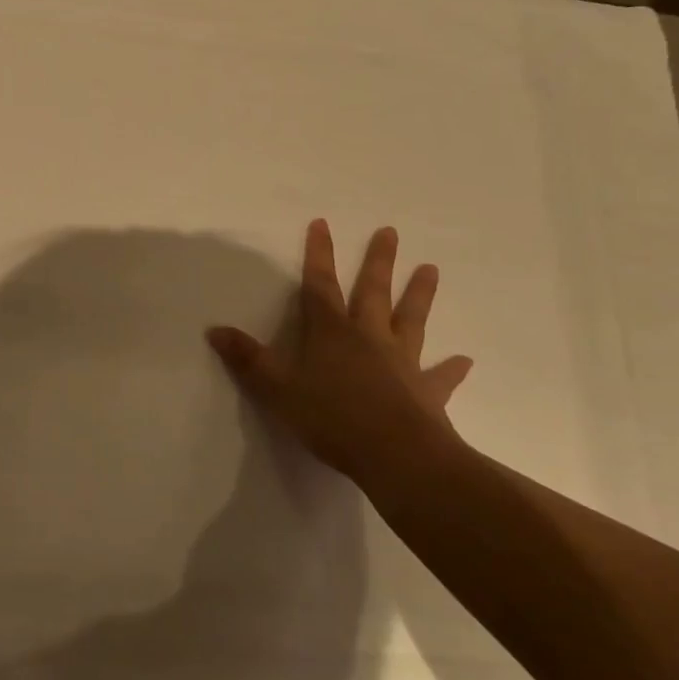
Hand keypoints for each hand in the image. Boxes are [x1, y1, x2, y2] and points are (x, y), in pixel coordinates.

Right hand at [206, 221, 472, 479]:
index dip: (319, 254)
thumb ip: (247, 359)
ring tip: (431, 269)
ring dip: (419, 295)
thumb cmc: (331, 417)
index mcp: (331, 332)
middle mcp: (369, 337)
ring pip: (410, 320)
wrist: (396, 456)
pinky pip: (440, 376)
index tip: (322, 223)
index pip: (320, 285)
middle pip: (372, 291)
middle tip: (390, 231)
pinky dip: (450, 368)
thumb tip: (214, 330)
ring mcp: (402, 362)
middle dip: (378, 261)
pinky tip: (464, 360)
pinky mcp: (426, 392)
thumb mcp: (276, 389)